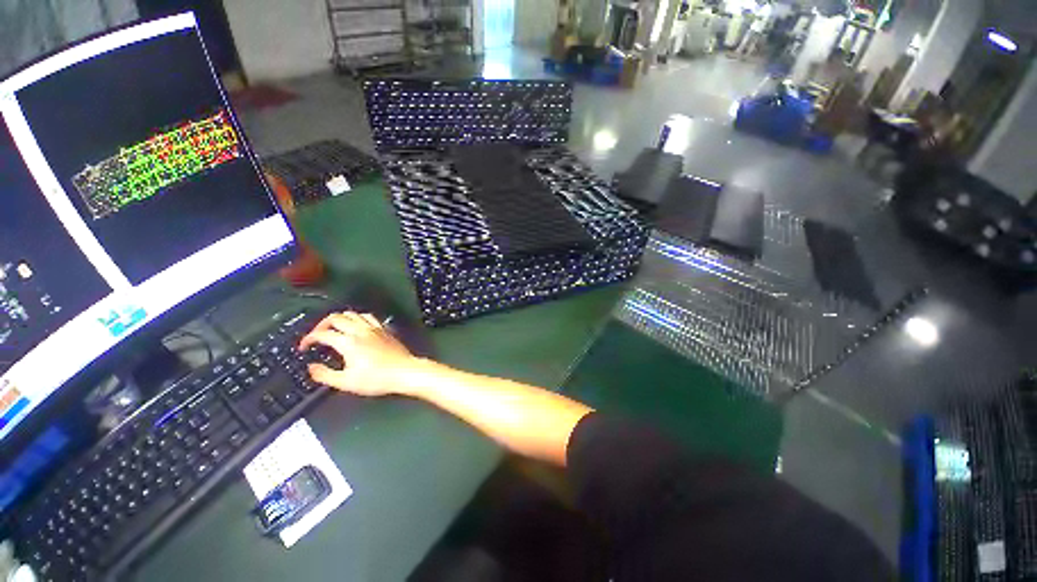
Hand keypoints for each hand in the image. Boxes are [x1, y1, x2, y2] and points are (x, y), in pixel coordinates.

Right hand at [298, 311, 425, 396]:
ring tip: (334, 328)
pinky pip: (368, 317)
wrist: (404, 372)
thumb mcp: (346, 382)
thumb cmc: (378, 378)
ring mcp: (374, 328)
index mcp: (348, 342)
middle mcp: (360, 331)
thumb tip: (312, 368)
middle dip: (321, 324)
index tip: (304, 346)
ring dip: (339, 318)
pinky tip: (357, 325)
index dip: (308, 339)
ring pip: (352, 314)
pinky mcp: (384, 330)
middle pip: (335, 317)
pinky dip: (358, 318)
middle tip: (316, 335)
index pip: (321, 334)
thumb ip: (325, 375)